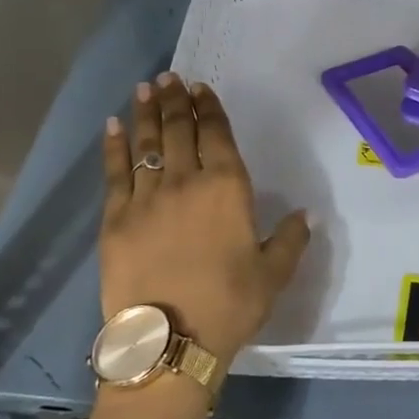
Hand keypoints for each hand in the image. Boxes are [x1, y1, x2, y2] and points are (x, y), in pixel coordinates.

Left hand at [101, 73, 309, 363]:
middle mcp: (185, 181)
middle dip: (175, 101)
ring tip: (146, 88)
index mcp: (227, 189)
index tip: (201, 89)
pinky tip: (114, 126)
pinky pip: (115, 173)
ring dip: (147, 113)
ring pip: (146, 144)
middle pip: (178, 130)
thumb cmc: (229, 306)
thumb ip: (291, 239)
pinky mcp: (115, 218)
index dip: (209, 108)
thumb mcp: (274, 275)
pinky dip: (114, 146)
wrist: (170, 341)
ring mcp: (146, 198)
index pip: (216, 135)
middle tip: (170, 78)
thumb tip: (305, 214)